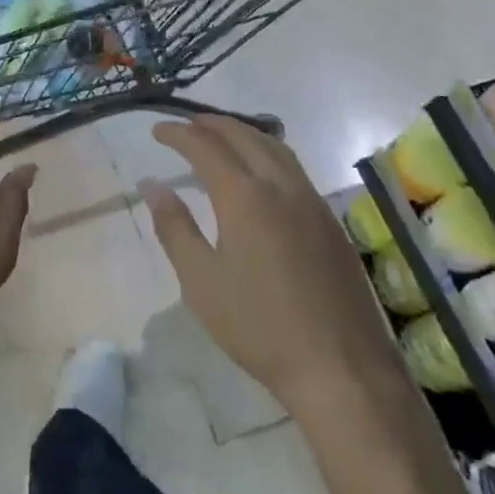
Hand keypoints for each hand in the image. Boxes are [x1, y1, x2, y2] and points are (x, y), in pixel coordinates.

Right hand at [147, 115, 389, 407]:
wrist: (342, 370)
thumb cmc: (259, 327)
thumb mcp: (201, 281)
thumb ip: (174, 227)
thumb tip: (153, 185)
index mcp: (245, 196)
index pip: (205, 146)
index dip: (178, 134)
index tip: (157, 131)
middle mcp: (281, 186)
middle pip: (244, 135)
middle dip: (211, 123)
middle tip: (185, 125)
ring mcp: (312, 203)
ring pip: (275, 147)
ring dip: (243, 132)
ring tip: (220, 137)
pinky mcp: (331, 223)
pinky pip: (294, 168)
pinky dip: (267, 152)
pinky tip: (260, 173)